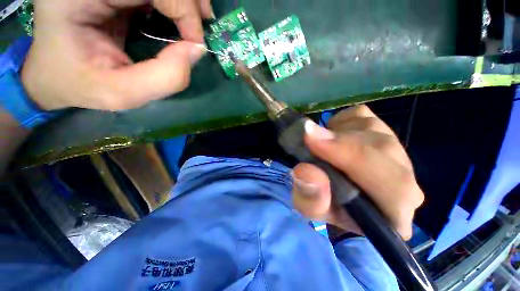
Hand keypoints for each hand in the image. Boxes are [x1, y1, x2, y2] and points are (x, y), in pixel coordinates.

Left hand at [21, 0, 213, 110]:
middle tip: (204, 27)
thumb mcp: (120, 94)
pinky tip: (181, 16)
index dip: (183, 9)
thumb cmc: (80, 84)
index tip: (195, 44)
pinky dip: (175, 2)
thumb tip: (197, 50)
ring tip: (197, 22)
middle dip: (188, 2)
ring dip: (185, 0)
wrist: (56, 72)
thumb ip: (165, 78)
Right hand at [292, 105, 423, 239]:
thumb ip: (310, 199)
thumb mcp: (310, 209)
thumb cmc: (325, 205)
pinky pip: (360, 115)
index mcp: (393, 213)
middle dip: (340, 143)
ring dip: (336, 134)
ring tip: (319, 147)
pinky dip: (339, 122)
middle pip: (381, 149)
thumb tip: (306, 170)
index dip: (352, 159)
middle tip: (307, 137)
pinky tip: (330, 137)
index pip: (394, 187)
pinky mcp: (381, 131)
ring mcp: (395, 151)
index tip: (313, 142)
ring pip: (369, 128)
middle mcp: (405, 181)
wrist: (335, 194)